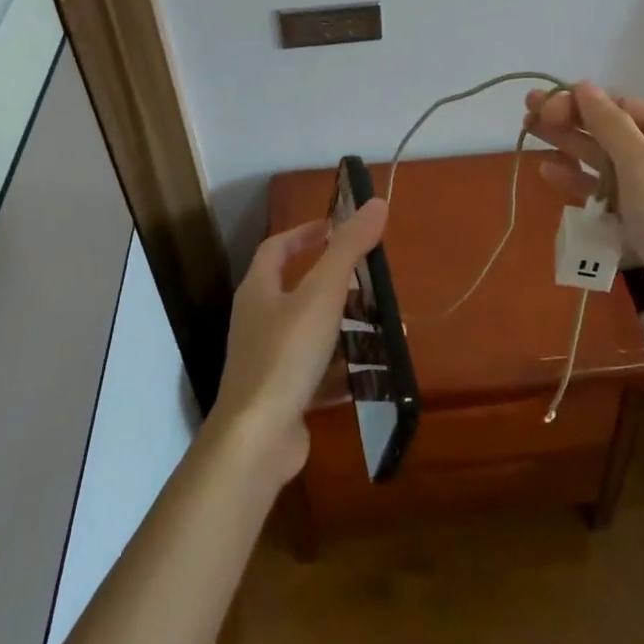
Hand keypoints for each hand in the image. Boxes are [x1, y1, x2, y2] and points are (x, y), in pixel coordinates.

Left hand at [211, 198, 388, 488]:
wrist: (256, 441)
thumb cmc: (286, 354)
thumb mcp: (322, 294)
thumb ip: (349, 248)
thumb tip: (376, 202)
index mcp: (259, 291)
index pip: (277, 248)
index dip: (305, 233)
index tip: (336, 227)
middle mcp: (258, 322)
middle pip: (299, 291)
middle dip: (339, 286)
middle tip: (373, 283)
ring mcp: (268, 362)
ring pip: (312, 335)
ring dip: (348, 330)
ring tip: (387, 330)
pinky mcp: (282, 398)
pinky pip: (318, 374)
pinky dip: (345, 371)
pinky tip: (375, 374)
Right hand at [525, 82, 643, 357]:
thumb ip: (611, 126)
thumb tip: (584, 86)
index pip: (621, 107)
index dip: (579, 104)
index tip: (543, 108)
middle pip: (610, 133)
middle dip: (569, 122)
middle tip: (526, 116)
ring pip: (605, 164)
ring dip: (570, 150)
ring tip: (530, 138)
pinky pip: (607, 197)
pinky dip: (580, 185)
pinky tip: (550, 175)